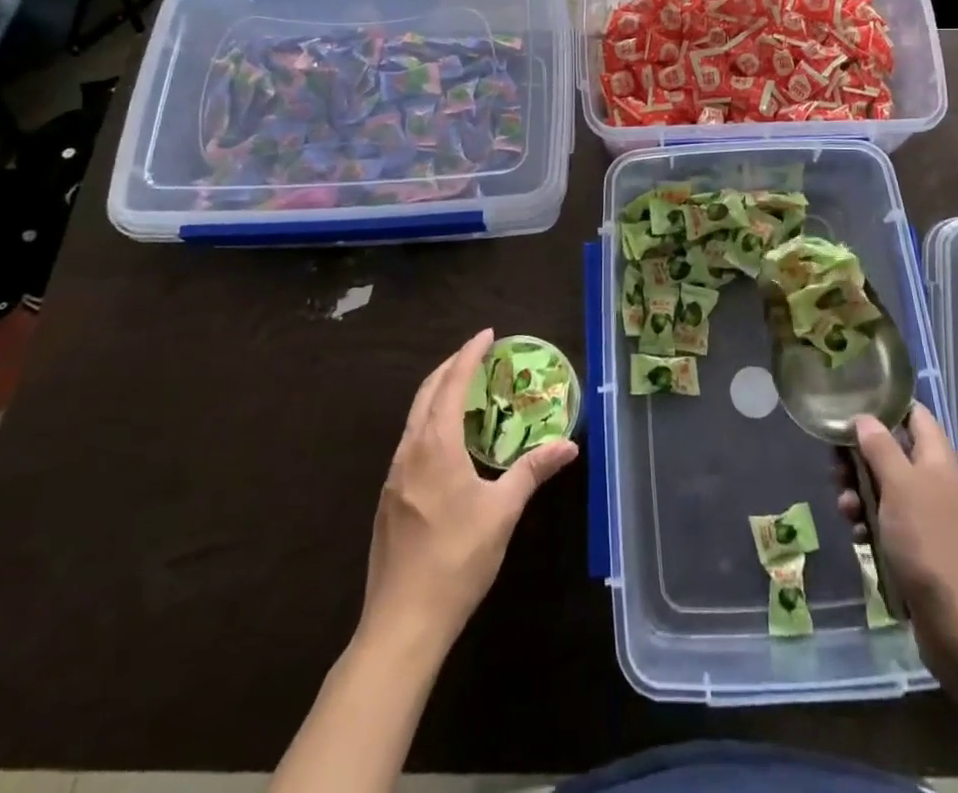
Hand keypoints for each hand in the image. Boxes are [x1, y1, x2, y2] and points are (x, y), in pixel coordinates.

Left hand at [362, 329, 577, 650]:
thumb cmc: (456, 560)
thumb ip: (532, 471)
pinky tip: (449, 443)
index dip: (468, 354)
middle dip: (451, 367)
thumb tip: (568, 444)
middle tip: (478, 355)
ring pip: (415, 418)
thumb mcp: (502, 511)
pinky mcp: (389, 500)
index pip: (450, 383)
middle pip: (427, 393)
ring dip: (438, 395)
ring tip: (467, 392)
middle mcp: (409, 452)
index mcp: (434, 446)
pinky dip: (431, 423)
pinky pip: (411, 443)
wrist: (402, 624)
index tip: (487, 334)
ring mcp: (394, 477)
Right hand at [840, 406, 957, 679]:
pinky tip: (858, 537)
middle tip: (836, 467)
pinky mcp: (920, 546)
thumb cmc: (929, 543)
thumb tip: (864, 418)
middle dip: (860, 457)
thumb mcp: (899, 486)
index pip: (913, 414)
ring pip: (885, 487)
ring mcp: (929, 515)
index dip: (884, 406)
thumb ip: (880, 447)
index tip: (850, 408)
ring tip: (845, 509)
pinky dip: (870, 522)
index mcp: (938, 459)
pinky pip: (888, 520)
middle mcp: (935, 481)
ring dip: (859, 492)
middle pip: (892, 451)